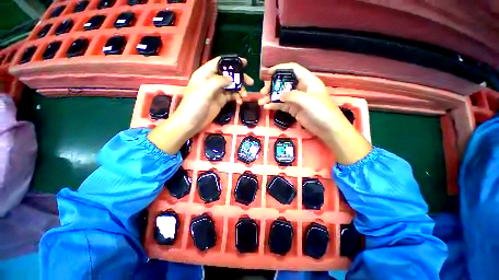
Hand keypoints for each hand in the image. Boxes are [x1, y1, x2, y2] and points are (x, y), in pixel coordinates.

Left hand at [149, 56, 253, 153]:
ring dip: (240, 89)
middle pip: (228, 75)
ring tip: (244, 96)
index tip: (245, 63)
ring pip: (232, 86)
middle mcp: (212, 81)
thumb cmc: (195, 105)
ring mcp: (217, 91)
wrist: (191, 123)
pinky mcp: (221, 101)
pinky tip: (239, 101)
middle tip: (250, 82)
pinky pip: (231, 96)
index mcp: (205, 74)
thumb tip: (231, 78)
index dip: (232, 61)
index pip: (219, 63)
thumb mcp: (205, 90)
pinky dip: (237, 97)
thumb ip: (218, 81)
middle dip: (240, 78)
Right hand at [259, 63, 370, 163]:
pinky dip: (274, 105)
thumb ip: (292, 95)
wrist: (328, 128)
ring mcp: (296, 100)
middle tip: (263, 92)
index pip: (293, 69)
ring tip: (261, 101)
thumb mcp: (307, 100)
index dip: (281, 69)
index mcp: (307, 81)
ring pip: (281, 95)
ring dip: (270, 97)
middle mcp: (301, 88)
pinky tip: (266, 107)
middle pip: (284, 83)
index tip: (269, 73)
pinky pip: (282, 105)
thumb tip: (279, 95)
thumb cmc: (322, 111)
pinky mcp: (294, 109)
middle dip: (272, 86)